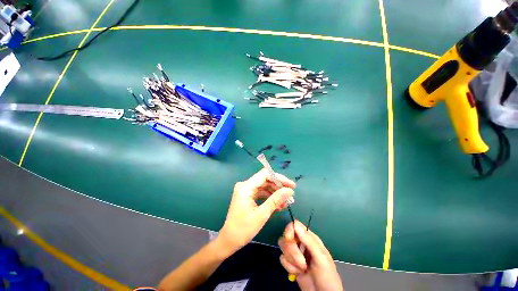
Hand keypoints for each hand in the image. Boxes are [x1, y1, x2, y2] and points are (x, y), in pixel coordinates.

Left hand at [218, 169, 295, 254]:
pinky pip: (261, 192)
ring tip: (286, 202)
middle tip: (290, 195)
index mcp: (246, 187)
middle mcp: (245, 185)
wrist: (229, 240)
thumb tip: (289, 190)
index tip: (291, 185)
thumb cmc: (243, 229)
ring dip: (275, 193)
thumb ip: (276, 200)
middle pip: (265, 180)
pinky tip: (278, 205)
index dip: (279, 178)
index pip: (265, 174)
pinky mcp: (247, 195)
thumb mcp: (261, 215)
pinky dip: (270, 197)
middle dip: (278, 186)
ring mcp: (246, 190)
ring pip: (264, 186)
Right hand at [278, 221, 343, 290]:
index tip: (289, 239)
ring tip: (302, 269)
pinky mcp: (290, 263)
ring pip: (283, 247)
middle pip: (286, 236)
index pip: (294, 225)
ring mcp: (295, 253)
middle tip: (302, 263)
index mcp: (309, 238)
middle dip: (292, 251)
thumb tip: (295, 223)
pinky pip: (282, 259)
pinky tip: (297, 273)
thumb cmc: (326, 275)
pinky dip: (289, 267)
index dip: (289, 230)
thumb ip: (309, 240)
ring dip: (291, 260)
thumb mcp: (321, 257)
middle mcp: (300, 243)